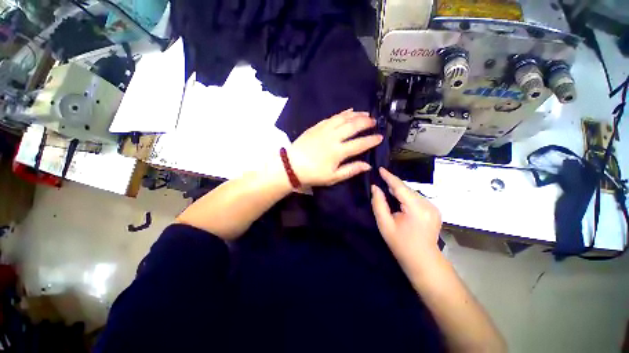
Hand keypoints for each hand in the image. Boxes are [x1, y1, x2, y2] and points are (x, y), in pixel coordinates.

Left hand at [288, 109, 382, 186]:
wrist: (291, 166)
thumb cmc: (313, 174)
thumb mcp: (333, 177)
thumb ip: (351, 170)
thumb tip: (368, 165)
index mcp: (338, 152)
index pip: (359, 144)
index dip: (371, 140)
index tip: (380, 137)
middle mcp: (333, 137)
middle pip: (353, 126)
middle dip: (366, 123)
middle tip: (374, 121)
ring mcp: (324, 130)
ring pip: (343, 118)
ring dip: (356, 115)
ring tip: (365, 113)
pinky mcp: (317, 126)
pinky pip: (332, 117)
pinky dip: (342, 113)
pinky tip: (349, 111)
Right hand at [371, 168, 441, 266]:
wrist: (423, 260)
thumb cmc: (401, 244)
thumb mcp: (385, 224)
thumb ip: (379, 204)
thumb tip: (375, 187)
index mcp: (416, 208)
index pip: (400, 187)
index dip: (389, 177)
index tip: (380, 168)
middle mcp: (428, 204)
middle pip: (407, 189)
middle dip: (393, 184)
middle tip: (380, 179)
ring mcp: (433, 207)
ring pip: (412, 192)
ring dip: (399, 190)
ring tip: (386, 188)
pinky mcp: (434, 210)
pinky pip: (416, 198)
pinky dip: (406, 196)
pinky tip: (398, 199)